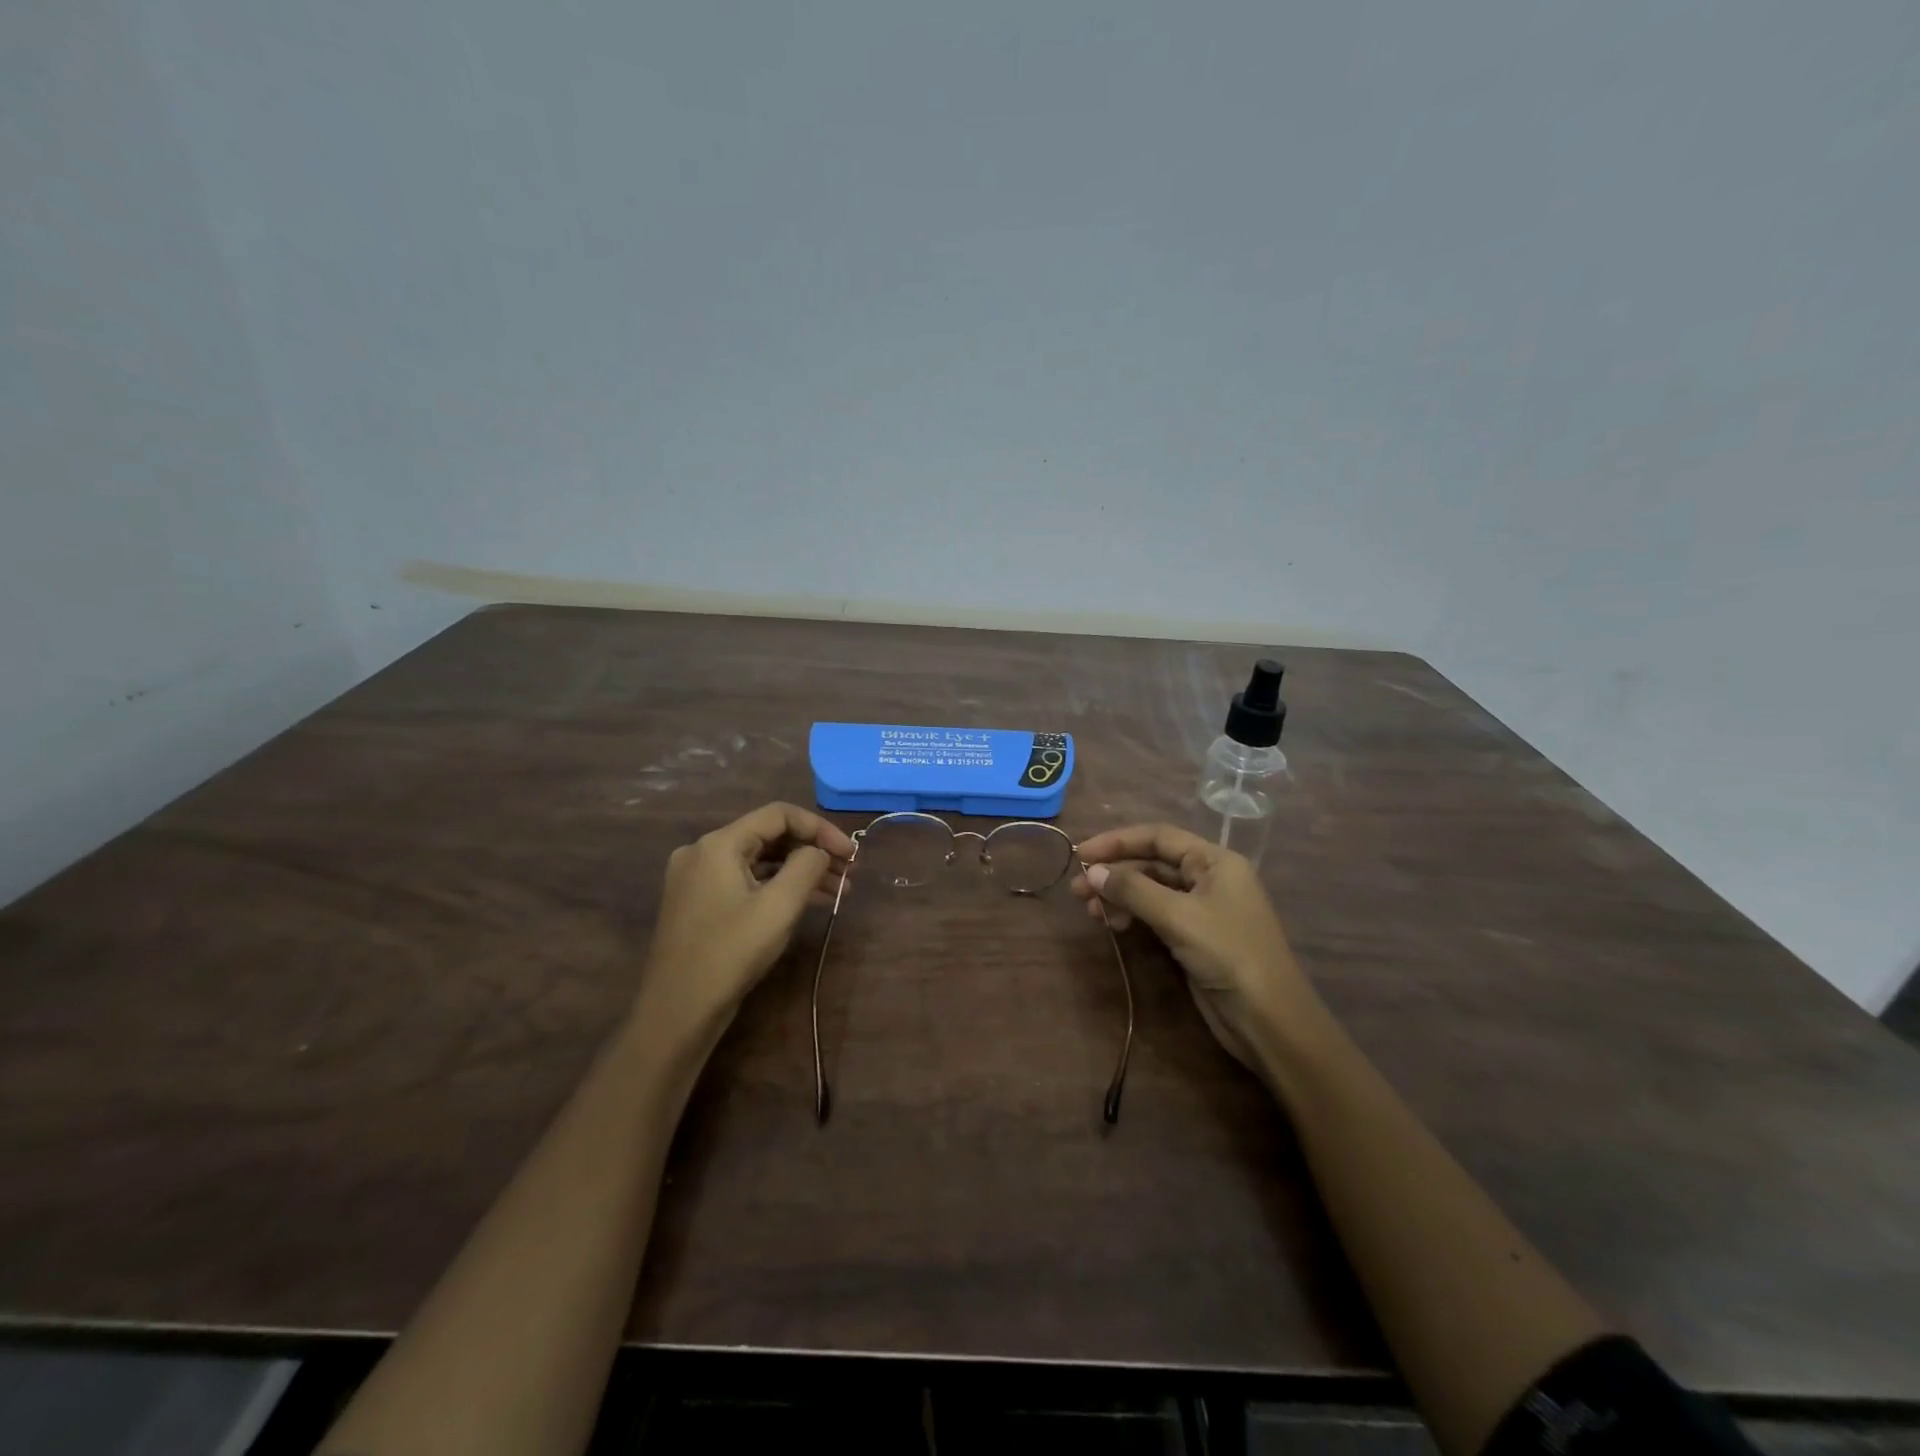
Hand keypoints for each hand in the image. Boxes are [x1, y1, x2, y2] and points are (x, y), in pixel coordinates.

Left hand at [637, 802, 854, 1046]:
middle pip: (769, 836)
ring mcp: (697, 878)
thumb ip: (806, 866)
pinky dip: (777, 886)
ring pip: (759, 860)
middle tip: (849, 873)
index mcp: (718, 843)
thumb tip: (818, 851)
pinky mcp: (699, 902)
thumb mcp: (779, 906)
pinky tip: (806, 902)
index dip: (820, 828)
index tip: (851, 853)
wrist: (677, 1011)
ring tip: (838, 890)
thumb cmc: (730, 953)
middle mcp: (702, 851)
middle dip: (812, 851)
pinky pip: (745, 880)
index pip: (779, 815)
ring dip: (799, 871)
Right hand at [1071, 824, 1327, 1070]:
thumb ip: (1133, 890)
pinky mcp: (1195, 937)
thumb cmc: (1229, 955)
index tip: (1081, 853)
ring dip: (1120, 896)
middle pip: (1153, 863)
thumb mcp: (1179, 917)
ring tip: (1091, 911)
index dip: (1117, 841)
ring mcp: (1203, 909)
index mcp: (1215, 861)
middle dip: (1115, 873)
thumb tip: (1092, 872)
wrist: (1269, 1020)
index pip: (1159, 837)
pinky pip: (1157, 914)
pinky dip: (1133, 915)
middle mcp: (1210, 878)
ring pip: (1152, 890)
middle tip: (1077, 890)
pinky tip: (1115, 925)